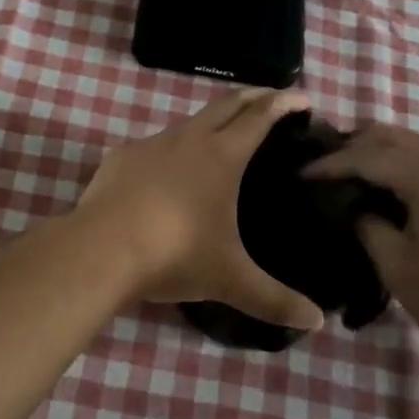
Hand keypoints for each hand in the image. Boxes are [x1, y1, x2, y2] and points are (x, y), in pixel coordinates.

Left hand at [77, 90, 323, 330]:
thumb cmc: (175, 255)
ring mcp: (151, 144)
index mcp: (222, 157)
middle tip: (270, 97)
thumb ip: (274, 300)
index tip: (301, 98)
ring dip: (211, 120)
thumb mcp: (230, 280)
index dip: (282, 104)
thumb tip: (318, 323)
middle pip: (226, 105)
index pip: (259, 118)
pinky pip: (155, 144)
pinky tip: (168, 170)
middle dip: (252, 96)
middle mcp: (189, 139)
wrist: (101, 249)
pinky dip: (173, 147)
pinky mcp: (122, 157)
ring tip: (222, 134)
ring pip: (189, 121)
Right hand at [306, 124, 418, 354]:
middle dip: (355, 146)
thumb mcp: (398, 266)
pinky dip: (405, 168)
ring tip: (352, 178)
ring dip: (382, 155)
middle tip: (325, 169)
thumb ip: (370, 228)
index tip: (300, 174)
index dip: (331, 164)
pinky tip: (391, 192)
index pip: (368, 156)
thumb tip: (360, 211)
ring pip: (417, 147)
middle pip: (394, 137)